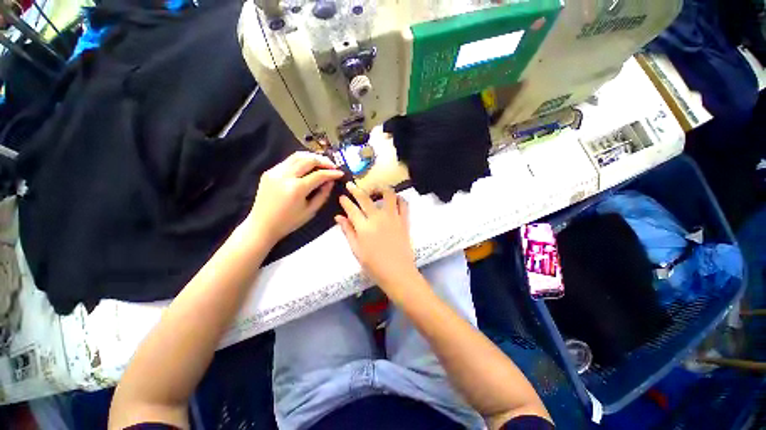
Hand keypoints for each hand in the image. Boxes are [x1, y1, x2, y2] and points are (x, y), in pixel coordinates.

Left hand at [248, 152, 343, 245]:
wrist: (261, 225)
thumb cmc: (288, 222)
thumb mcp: (310, 211)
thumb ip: (323, 194)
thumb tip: (331, 181)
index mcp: (296, 189)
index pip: (319, 175)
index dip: (332, 173)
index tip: (340, 173)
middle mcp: (285, 176)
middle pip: (308, 160)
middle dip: (323, 161)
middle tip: (333, 166)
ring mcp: (275, 172)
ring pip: (297, 156)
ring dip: (312, 157)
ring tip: (322, 162)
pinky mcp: (269, 172)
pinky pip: (288, 161)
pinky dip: (301, 160)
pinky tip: (308, 166)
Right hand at [336, 182, 419, 299]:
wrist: (398, 272)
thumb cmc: (374, 265)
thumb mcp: (356, 250)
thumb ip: (348, 232)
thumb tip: (338, 217)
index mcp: (364, 227)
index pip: (351, 208)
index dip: (345, 201)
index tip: (342, 196)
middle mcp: (378, 218)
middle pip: (365, 198)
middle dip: (356, 189)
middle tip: (351, 185)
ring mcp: (393, 217)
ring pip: (388, 195)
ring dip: (380, 189)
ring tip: (375, 190)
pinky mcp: (404, 220)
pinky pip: (403, 204)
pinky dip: (398, 199)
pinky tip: (394, 200)